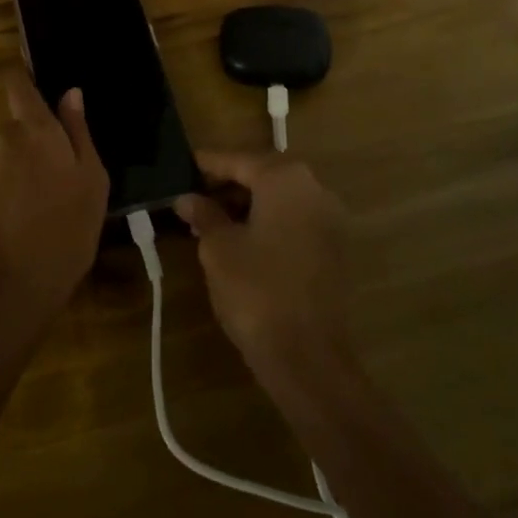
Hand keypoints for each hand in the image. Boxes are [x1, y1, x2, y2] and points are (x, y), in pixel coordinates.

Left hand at [0, 72, 108, 326]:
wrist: (13, 288)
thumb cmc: (67, 234)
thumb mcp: (93, 183)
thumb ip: (79, 132)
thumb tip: (71, 92)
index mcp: (37, 131)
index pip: (20, 86)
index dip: (23, 86)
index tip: (29, 98)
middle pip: (9, 133)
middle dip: (21, 153)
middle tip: (38, 192)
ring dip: (0, 179)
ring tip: (16, 219)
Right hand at [175, 152, 353, 377]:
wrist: (308, 357)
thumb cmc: (256, 290)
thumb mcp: (218, 249)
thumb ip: (204, 215)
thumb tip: (188, 198)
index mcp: (285, 178)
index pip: (238, 160)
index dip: (208, 164)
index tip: (183, 165)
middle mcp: (314, 188)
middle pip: (263, 175)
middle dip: (229, 184)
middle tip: (195, 196)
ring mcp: (330, 219)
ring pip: (280, 199)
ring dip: (249, 205)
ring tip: (213, 220)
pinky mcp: (335, 248)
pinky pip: (295, 221)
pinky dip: (269, 222)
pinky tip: (243, 240)